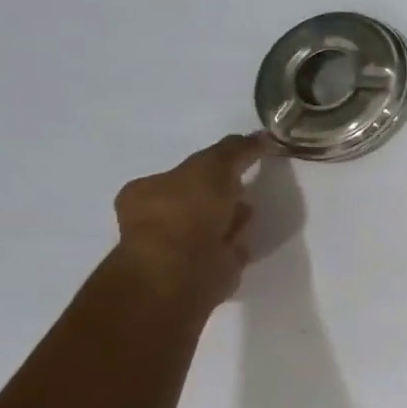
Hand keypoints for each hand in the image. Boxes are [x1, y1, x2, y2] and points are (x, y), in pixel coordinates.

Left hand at [112, 133, 279, 308]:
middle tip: (246, 187)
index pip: (181, 173)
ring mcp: (178, 248)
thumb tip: (260, 136)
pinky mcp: (201, 271)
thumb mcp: (213, 165)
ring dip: (232, 218)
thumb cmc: (188, 211)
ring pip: (213, 225)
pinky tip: (248, 239)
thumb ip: (236, 149)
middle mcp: (156, 220)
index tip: (237, 165)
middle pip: (198, 199)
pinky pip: (225, 250)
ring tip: (250, 213)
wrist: (184, 270)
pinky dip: (237, 243)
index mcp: (146, 191)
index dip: (210, 167)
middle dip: (223, 193)